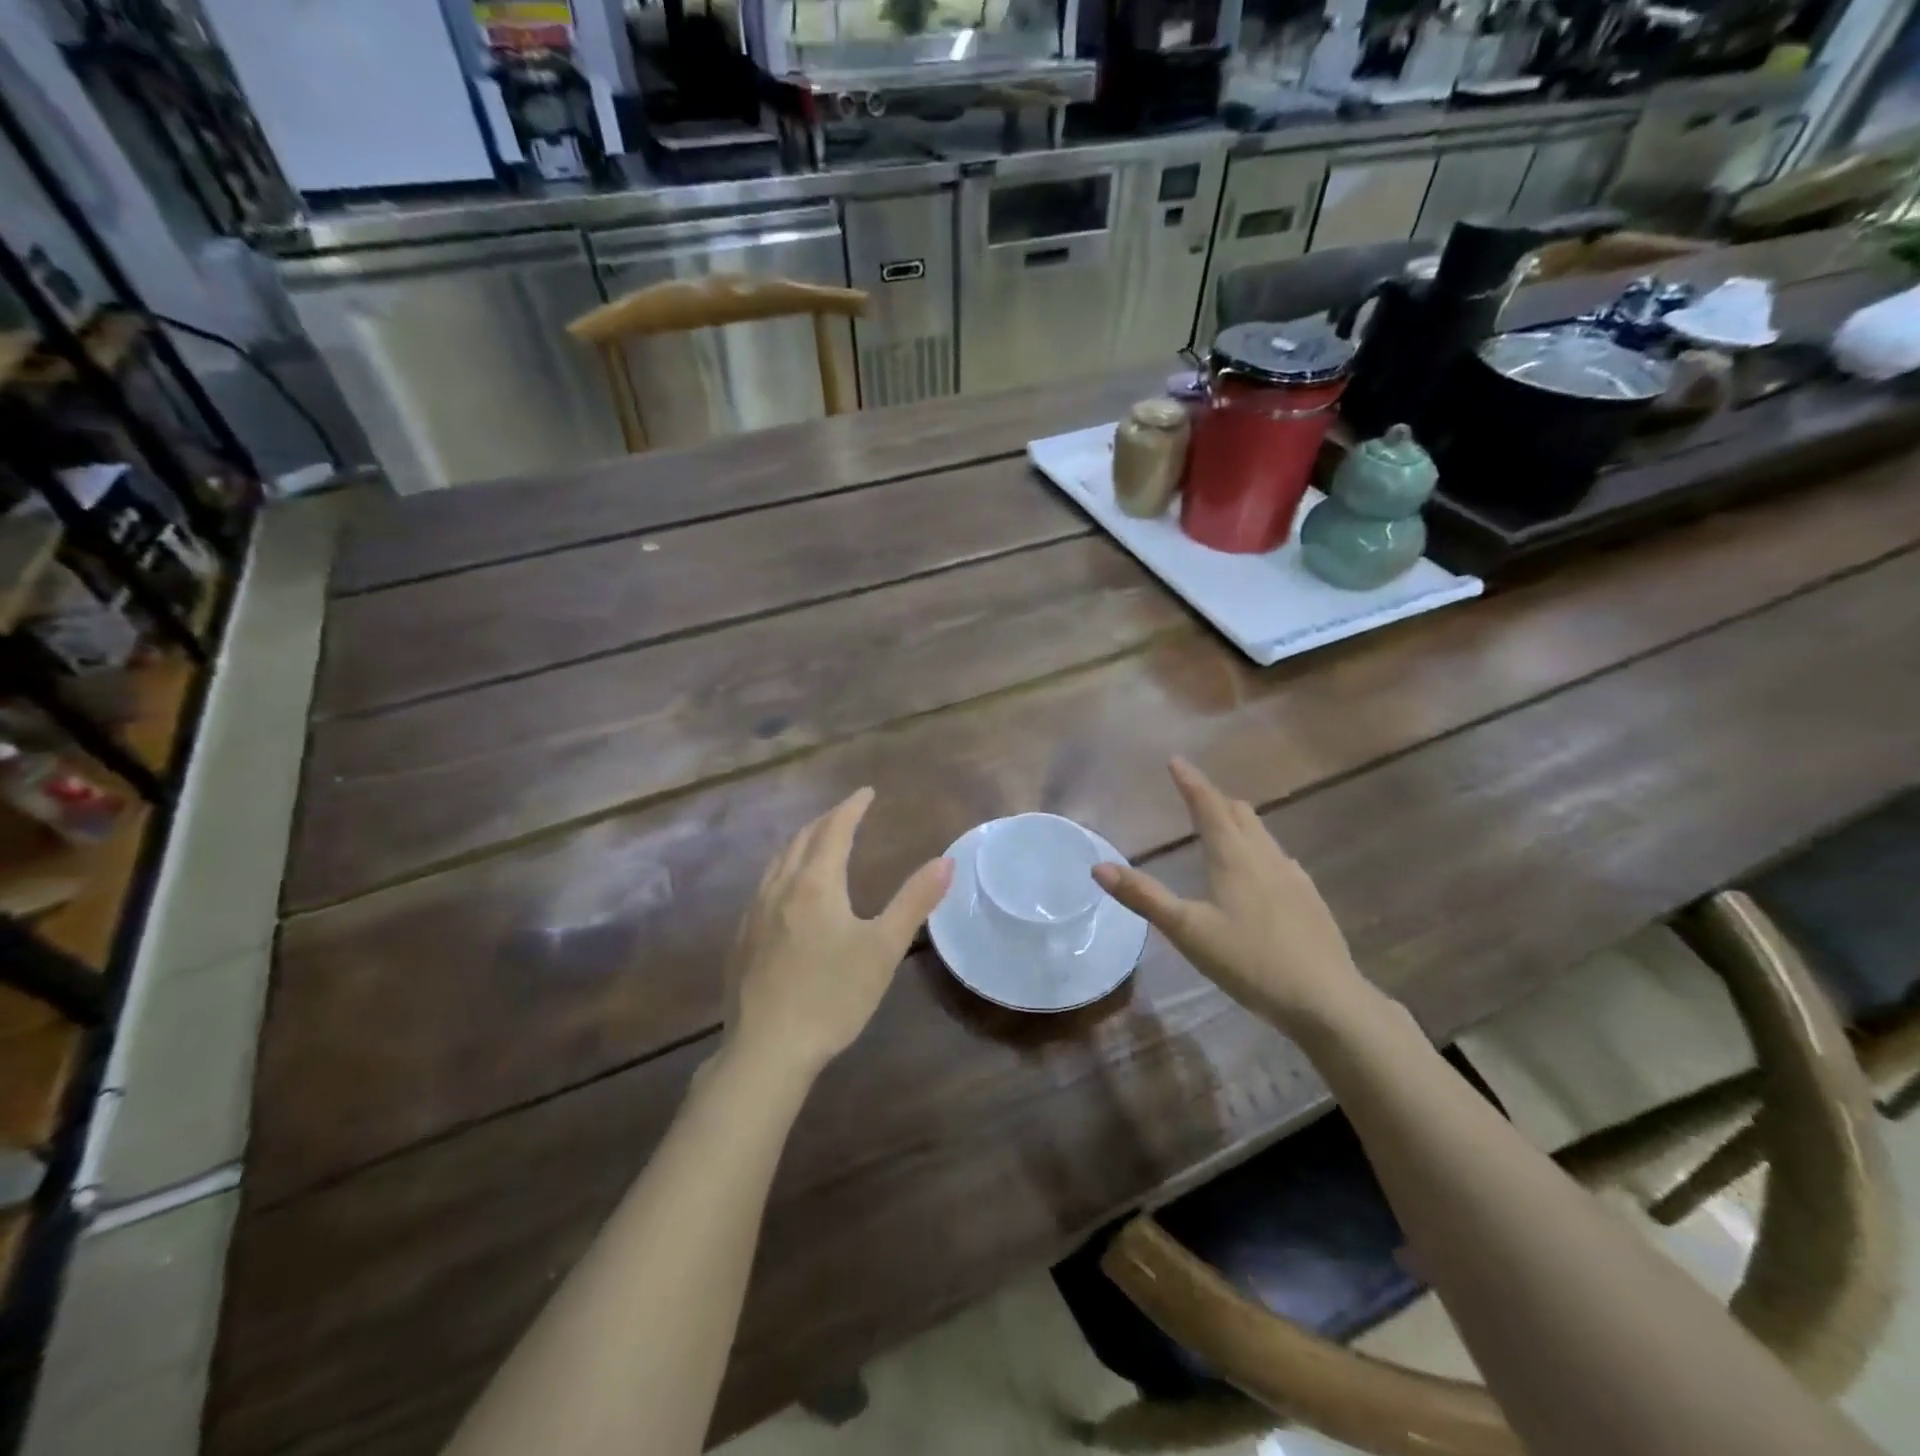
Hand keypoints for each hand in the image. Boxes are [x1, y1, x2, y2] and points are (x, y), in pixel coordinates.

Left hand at [725, 788, 952, 1080]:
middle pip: (802, 840)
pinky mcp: (741, 939)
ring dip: (800, 843)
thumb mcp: (883, 949)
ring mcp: (754, 914)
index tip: (866, 792)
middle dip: (825, 820)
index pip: (834, 830)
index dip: (851, 807)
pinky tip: (786, 893)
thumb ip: (914, 901)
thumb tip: (945, 860)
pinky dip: (782, 870)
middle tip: (846, 813)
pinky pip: (763, 887)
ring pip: (777, 862)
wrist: (767, 1050)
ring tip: (816, 842)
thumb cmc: (832, 996)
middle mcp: (780, 888)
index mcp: (815, 884)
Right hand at [1092, 758, 1377, 1038]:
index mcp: (1233, 856)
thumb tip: (1099, 866)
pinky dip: (1259, 849)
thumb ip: (1144, 897)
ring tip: (1222, 826)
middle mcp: (1265, 856)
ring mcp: (1293, 876)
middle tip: (1193, 794)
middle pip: (1239, 813)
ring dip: (1238, 821)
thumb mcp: (1187, 930)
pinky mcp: (1310, 898)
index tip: (1175, 760)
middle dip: (1214, 798)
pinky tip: (1260, 871)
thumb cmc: (1250, 961)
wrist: (1326, 999)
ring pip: (1263, 834)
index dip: (1190, 781)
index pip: (1208, 805)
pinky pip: (1279, 857)